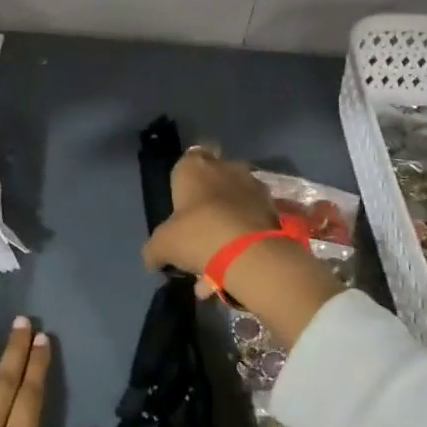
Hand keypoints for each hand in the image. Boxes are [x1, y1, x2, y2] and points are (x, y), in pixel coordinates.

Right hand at [142, 147, 341, 346]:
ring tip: (216, 260)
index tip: (182, 203)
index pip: (189, 158)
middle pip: (215, 180)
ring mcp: (254, 187)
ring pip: (235, 203)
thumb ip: (154, 249)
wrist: (250, 254)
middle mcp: (226, 168)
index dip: (185, 179)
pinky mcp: (274, 209)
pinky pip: (251, 222)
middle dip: (208, 201)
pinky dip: (243, 239)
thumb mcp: (163, 245)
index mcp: (195, 166)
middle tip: (198, 230)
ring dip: (227, 223)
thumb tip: (152, 259)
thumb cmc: (198, 234)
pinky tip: (231, 268)